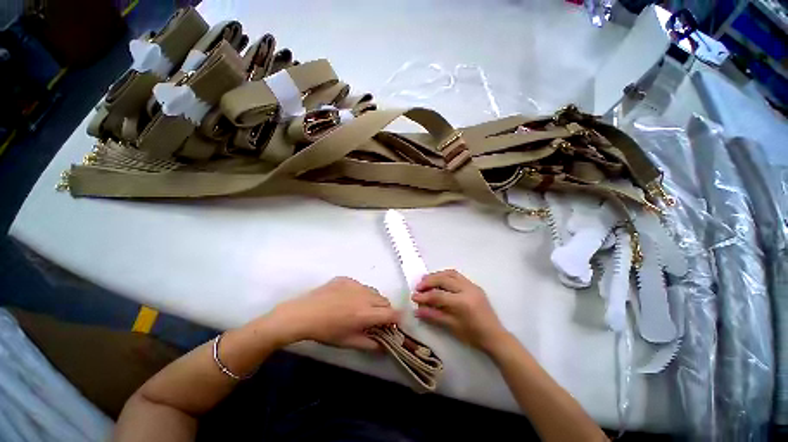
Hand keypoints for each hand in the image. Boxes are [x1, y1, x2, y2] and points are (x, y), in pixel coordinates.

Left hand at [274, 277, 398, 350]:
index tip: (393, 324)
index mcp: (366, 314)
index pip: (392, 313)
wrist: (303, 313)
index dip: (396, 319)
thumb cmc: (326, 331)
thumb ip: (369, 344)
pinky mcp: (347, 278)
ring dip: (373, 300)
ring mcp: (355, 285)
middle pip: (385, 301)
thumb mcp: (348, 342)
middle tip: (374, 318)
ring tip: (360, 308)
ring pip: (373, 291)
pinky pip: (360, 285)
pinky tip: (347, 299)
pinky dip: (360, 292)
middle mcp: (365, 296)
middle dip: (385, 310)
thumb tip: (384, 345)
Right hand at [412, 270, 507, 351]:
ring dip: (436, 275)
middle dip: (428, 281)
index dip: (424, 296)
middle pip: (443, 279)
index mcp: (462, 302)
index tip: (413, 297)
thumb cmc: (473, 335)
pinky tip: (439, 280)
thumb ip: (433, 315)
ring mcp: (472, 285)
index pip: (438, 295)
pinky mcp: (474, 285)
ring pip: (450, 273)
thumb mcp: (451, 326)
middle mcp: (467, 289)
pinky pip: (457, 275)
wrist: (495, 336)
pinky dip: (445, 275)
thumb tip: (416, 310)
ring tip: (426, 280)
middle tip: (418, 287)